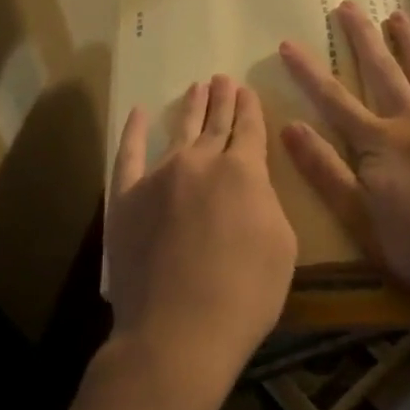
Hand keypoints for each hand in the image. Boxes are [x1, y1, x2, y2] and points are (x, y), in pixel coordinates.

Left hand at [104, 75, 296, 409]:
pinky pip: (129, 155)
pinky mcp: (126, 197)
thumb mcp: (282, 246)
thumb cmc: (244, 294)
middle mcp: (201, 162)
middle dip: (222, 99)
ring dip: (190, 107)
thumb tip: (251, 186)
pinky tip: (139, 114)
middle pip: (215, 123)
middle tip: (222, 79)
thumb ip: (266, 203)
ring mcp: (159, 176)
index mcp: (244, 171)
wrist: (179, 331)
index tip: (247, 90)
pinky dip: (134, 132)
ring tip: (197, 87)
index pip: (249, 129)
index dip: (250, 108)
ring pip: (179, 131)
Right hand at [279, 3, 409, 303]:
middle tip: (348, 5)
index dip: (309, 72)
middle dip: (362, 38)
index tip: (289, 42)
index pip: (334, 100)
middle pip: (382, 73)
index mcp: (379, 143)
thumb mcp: (358, 219)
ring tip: (397, 15)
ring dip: (409, 44)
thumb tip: (290, 126)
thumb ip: (324, 171)